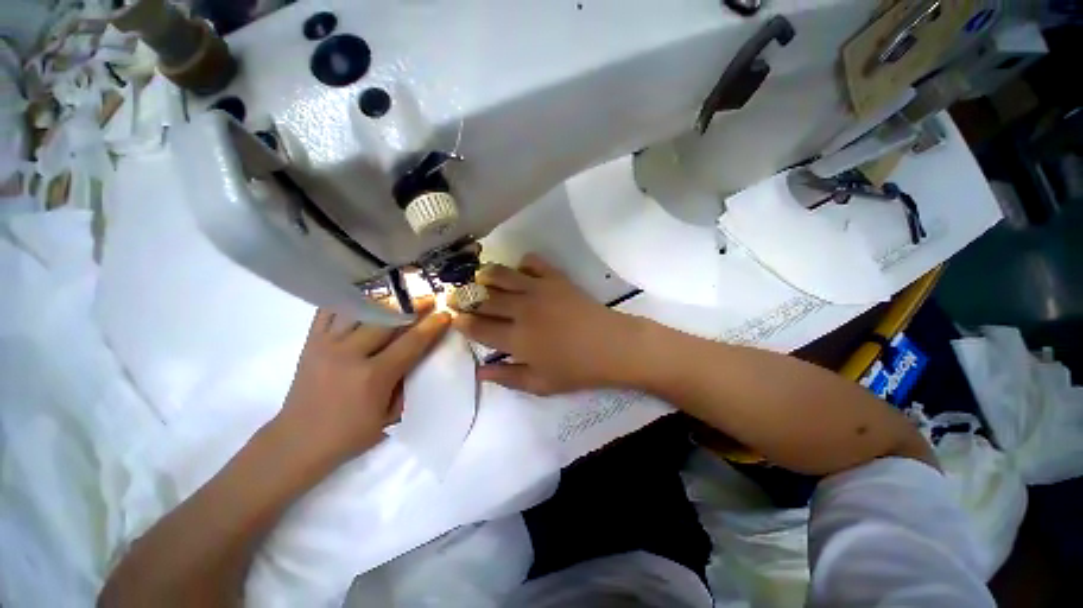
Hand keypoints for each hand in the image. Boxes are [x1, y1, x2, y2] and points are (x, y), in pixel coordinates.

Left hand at [276, 300, 450, 461]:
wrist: (297, 442)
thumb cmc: (350, 434)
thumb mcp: (390, 417)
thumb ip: (406, 384)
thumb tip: (418, 358)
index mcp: (374, 376)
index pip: (411, 343)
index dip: (431, 327)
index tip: (445, 314)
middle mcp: (350, 355)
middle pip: (387, 320)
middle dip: (412, 307)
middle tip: (427, 299)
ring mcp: (327, 345)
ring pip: (360, 310)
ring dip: (384, 301)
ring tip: (399, 296)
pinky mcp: (310, 342)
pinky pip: (329, 311)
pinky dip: (348, 301)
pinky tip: (363, 298)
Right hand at [453, 254, 641, 394]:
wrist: (612, 346)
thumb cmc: (577, 370)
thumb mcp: (540, 384)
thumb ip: (507, 377)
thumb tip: (480, 372)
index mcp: (516, 338)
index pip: (479, 327)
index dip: (462, 323)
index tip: (454, 318)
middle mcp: (522, 309)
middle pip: (484, 299)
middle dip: (465, 297)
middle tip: (457, 297)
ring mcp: (539, 289)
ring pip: (502, 275)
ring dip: (485, 275)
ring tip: (479, 279)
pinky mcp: (556, 278)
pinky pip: (532, 262)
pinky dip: (521, 263)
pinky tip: (520, 271)